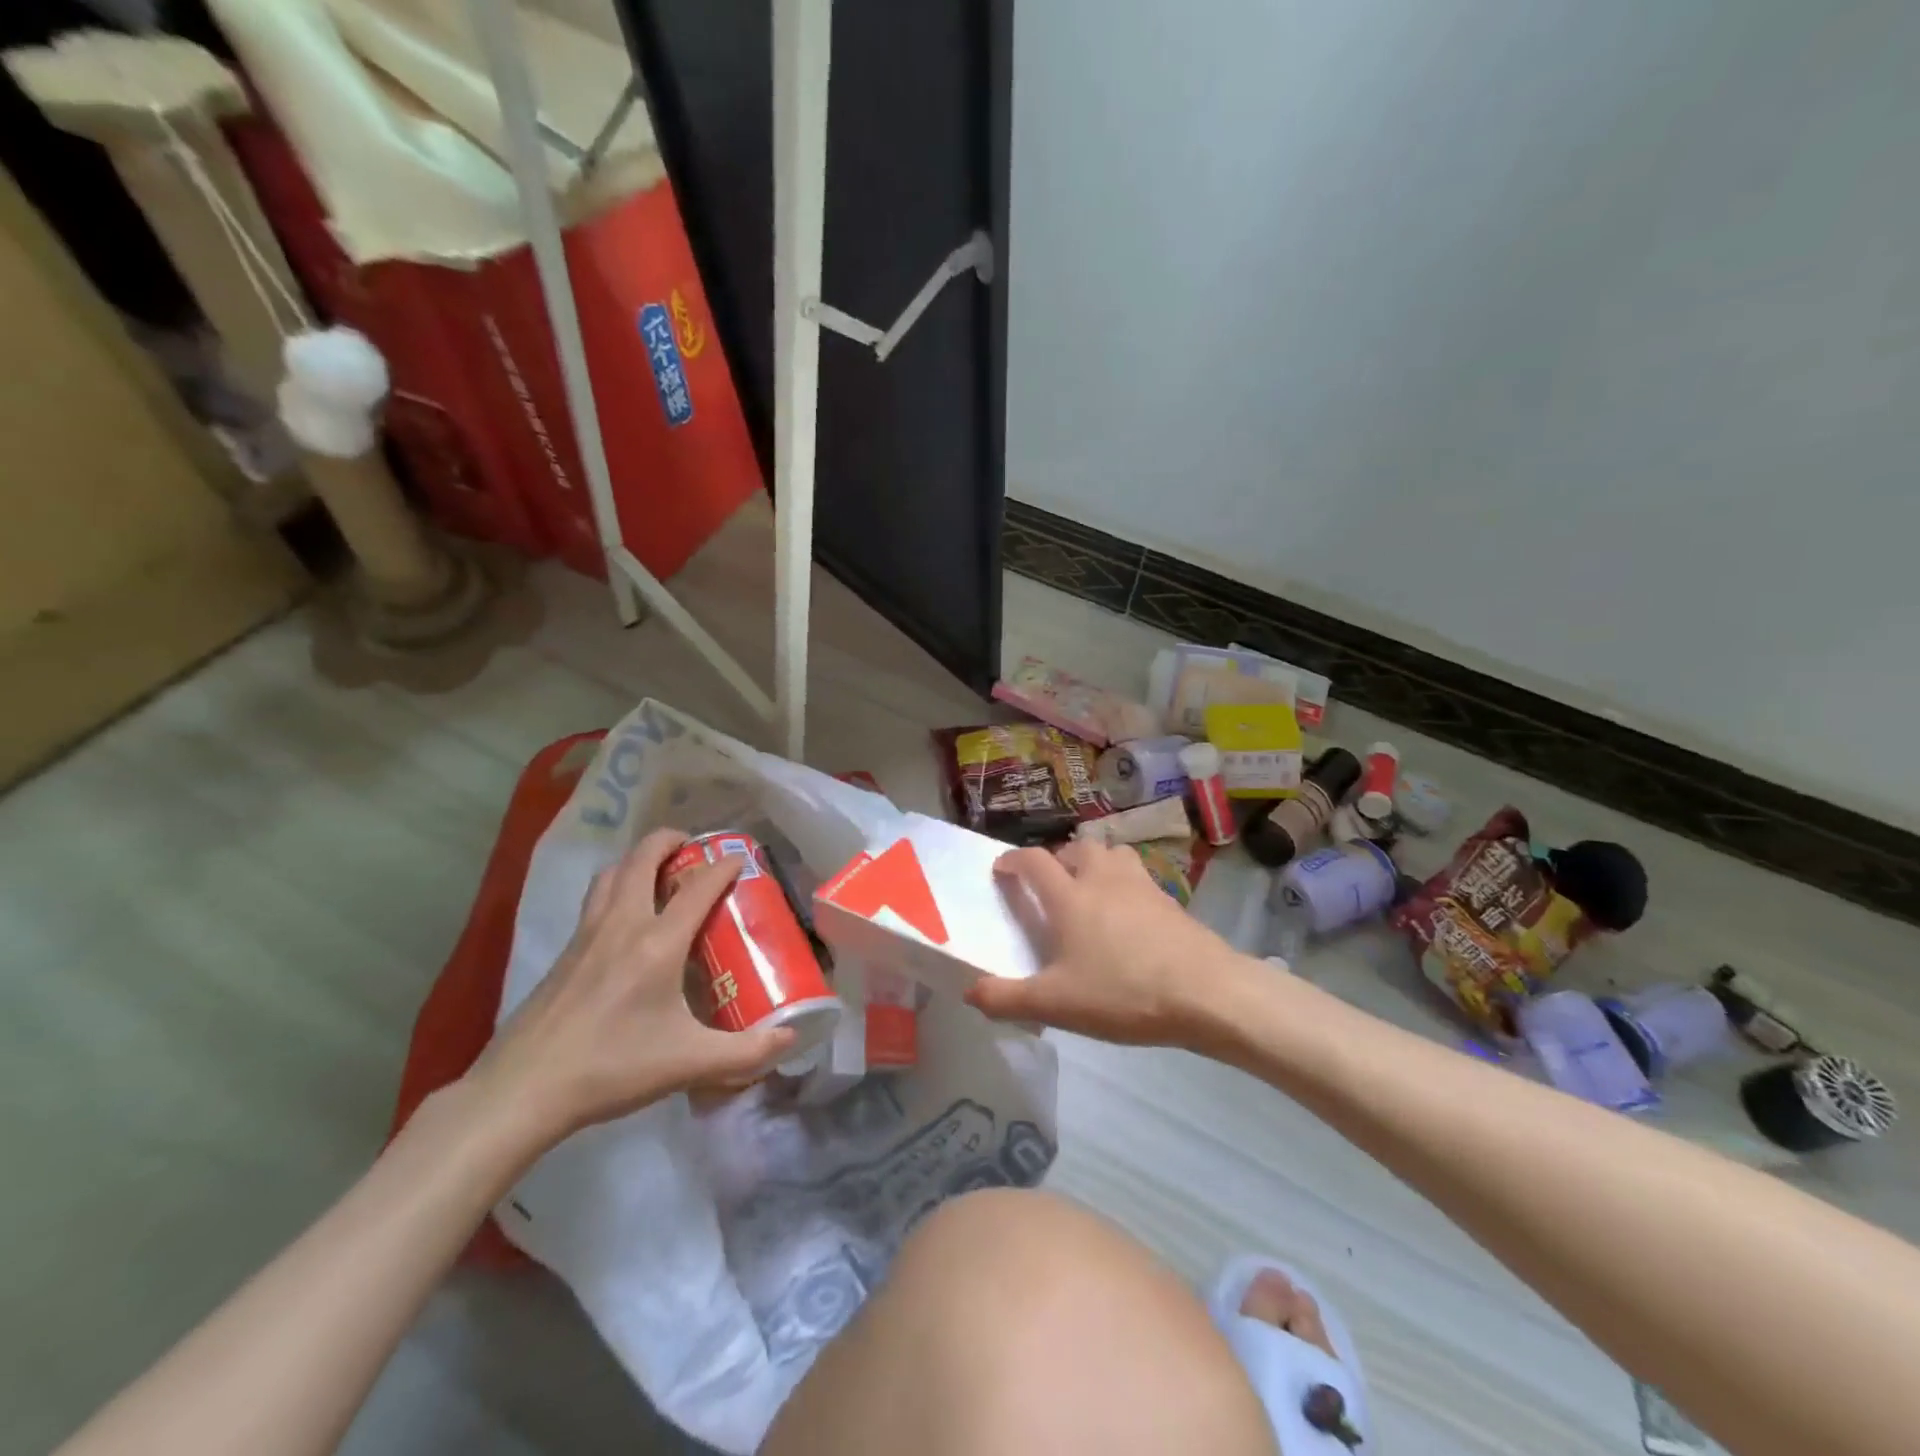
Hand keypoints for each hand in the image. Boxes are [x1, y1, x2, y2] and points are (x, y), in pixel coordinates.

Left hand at [467, 829, 796, 1147]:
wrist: (522, 1090)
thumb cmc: (611, 1068)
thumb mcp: (688, 1064)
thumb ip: (745, 1053)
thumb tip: (790, 1041)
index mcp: (657, 943)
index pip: (698, 887)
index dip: (724, 866)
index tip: (742, 859)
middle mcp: (621, 925)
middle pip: (643, 858)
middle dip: (670, 840)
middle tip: (693, 848)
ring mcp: (586, 935)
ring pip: (612, 873)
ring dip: (637, 860)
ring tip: (658, 873)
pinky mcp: (564, 952)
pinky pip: (594, 900)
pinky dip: (615, 888)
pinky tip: (624, 922)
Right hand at [964, 836, 1250, 1046]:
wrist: (1205, 992)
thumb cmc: (1123, 992)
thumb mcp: (1056, 1004)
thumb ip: (1007, 999)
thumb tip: (970, 992)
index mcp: (1070, 897)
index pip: (1034, 861)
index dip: (1013, 860)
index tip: (1002, 868)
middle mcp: (1103, 879)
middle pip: (1077, 848)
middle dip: (1058, 858)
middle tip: (1051, 884)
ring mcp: (1142, 885)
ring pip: (1113, 854)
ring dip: (1095, 863)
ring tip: (1091, 890)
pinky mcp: (1170, 900)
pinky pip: (1139, 877)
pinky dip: (1124, 884)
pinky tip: (1128, 916)